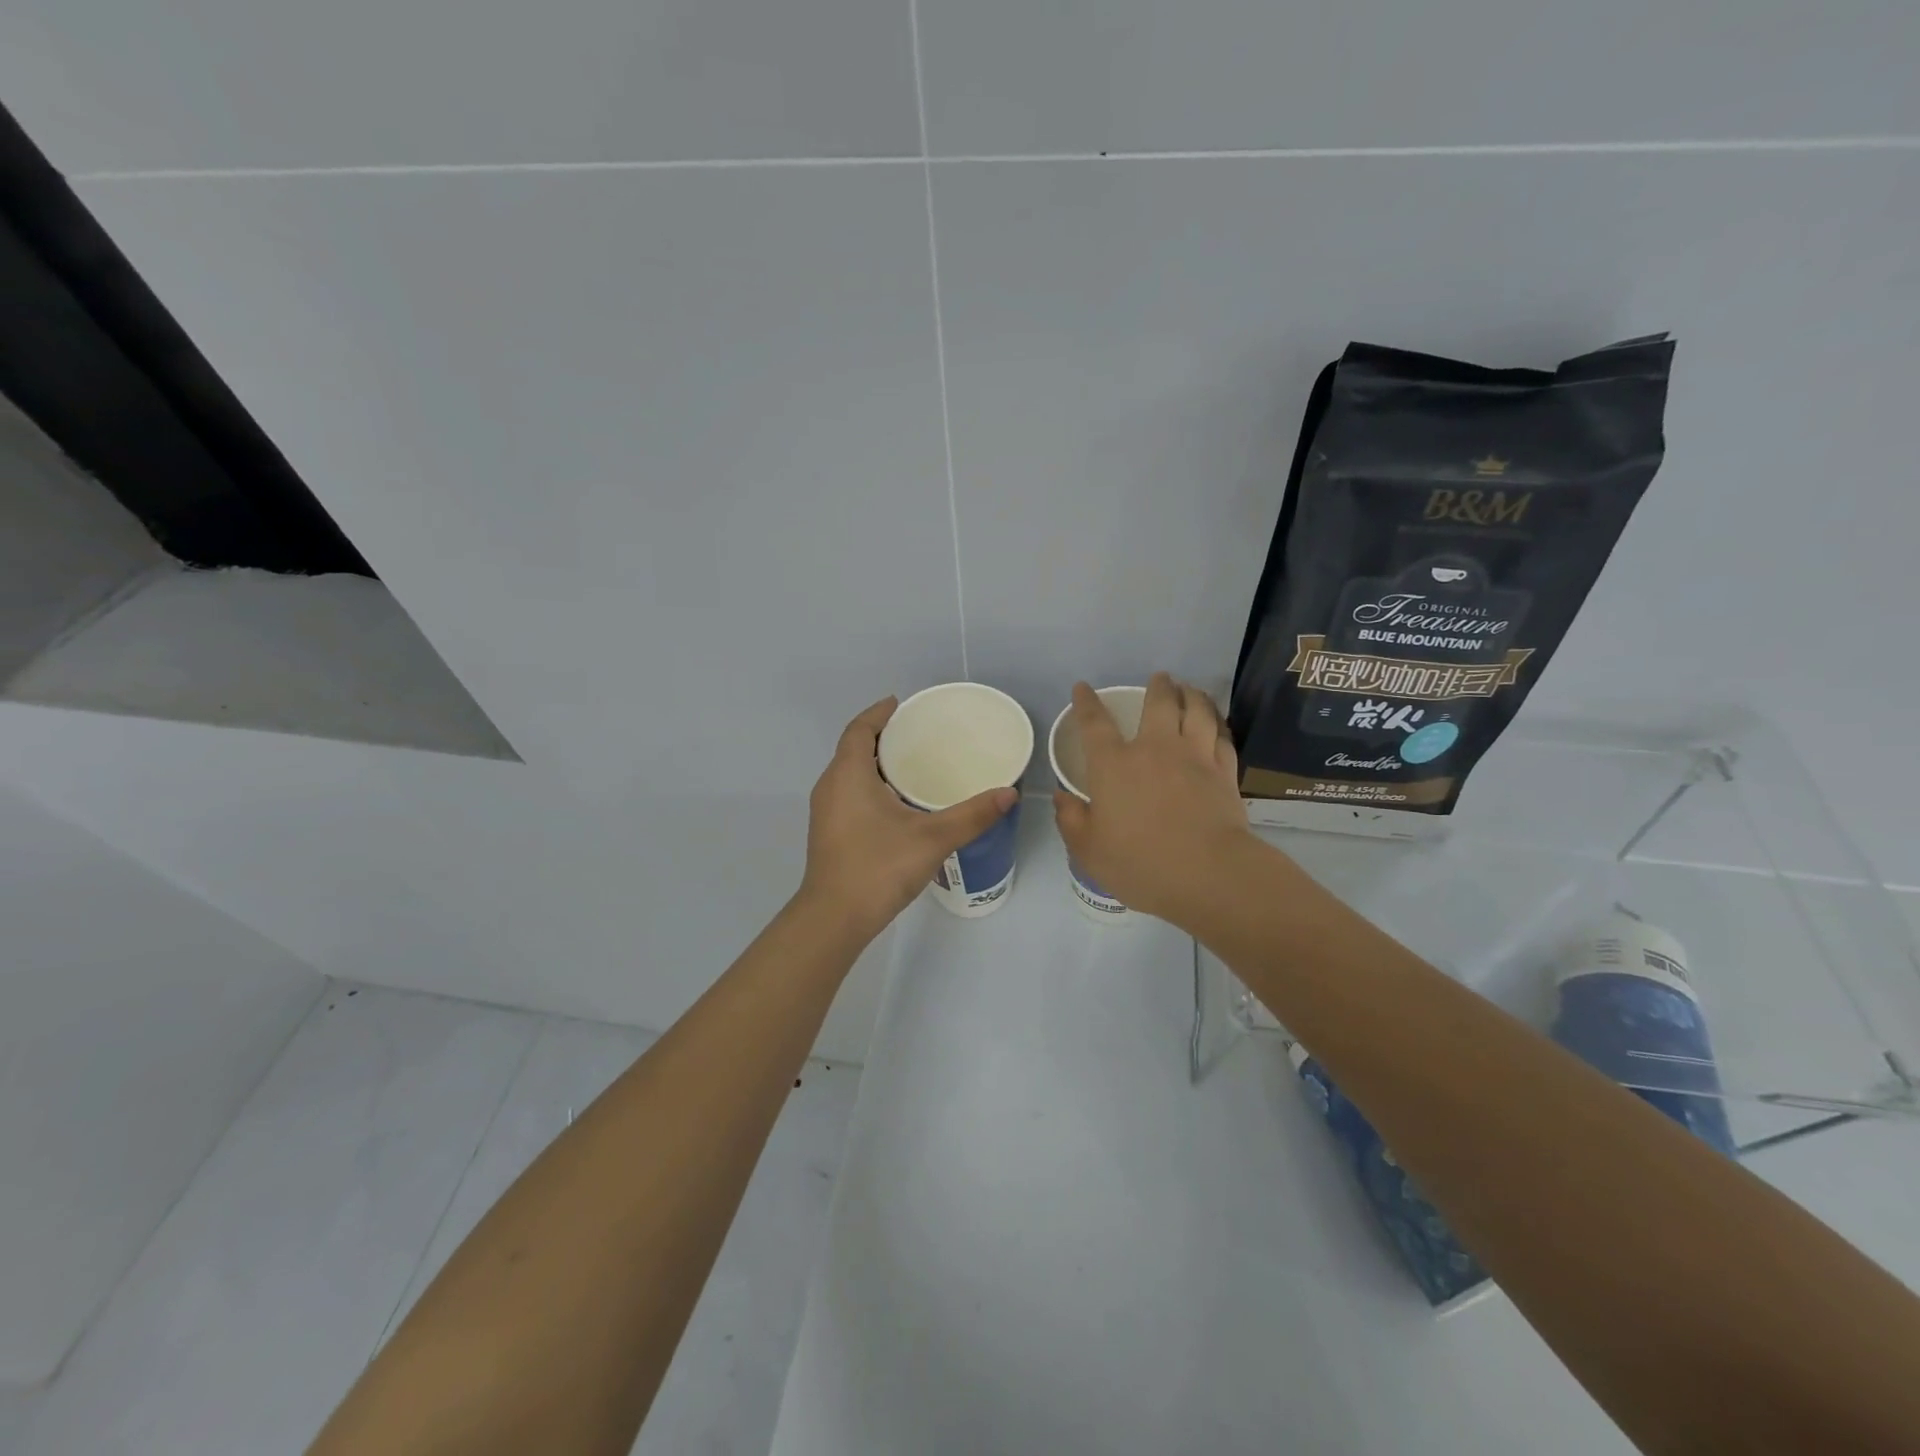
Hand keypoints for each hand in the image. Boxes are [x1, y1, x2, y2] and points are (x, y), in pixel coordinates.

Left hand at [800, 697, 1017, 938]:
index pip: (859, 729)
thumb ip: (972, 815)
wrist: (835, 919)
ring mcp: (826, 812)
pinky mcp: (829, 833)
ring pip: (850, 773)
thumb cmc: (878, 867)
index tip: (901, 704)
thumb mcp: (932, 838)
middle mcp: (831, 786)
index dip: (878, 713)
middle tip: (918, 734)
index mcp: (848, 774)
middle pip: (853, 748)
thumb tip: (1009, 793)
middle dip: (882, 737)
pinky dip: (870, 785)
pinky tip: (898, 803)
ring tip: (913, 764)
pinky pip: (849, 793)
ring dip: (876, 763)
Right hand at [1052, 673, 1255, 927]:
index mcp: (1114, 765)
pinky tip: (1216, 723)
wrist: (1209, 874)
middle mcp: (1155, 749)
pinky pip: (1222, 736)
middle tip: (1160, 678)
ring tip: (1190, 689)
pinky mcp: (1225, 772)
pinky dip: (1218, 724)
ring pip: (1198, 711)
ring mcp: (1195, 757)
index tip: (1083, 688)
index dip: (1086, 703)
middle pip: (1159, 703)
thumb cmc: (1140, 863)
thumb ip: (1071, 820)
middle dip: (1158, 686)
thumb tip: (1062, 797)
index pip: (1095, 723)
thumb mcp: (1089, 851)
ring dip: (1193, 695)